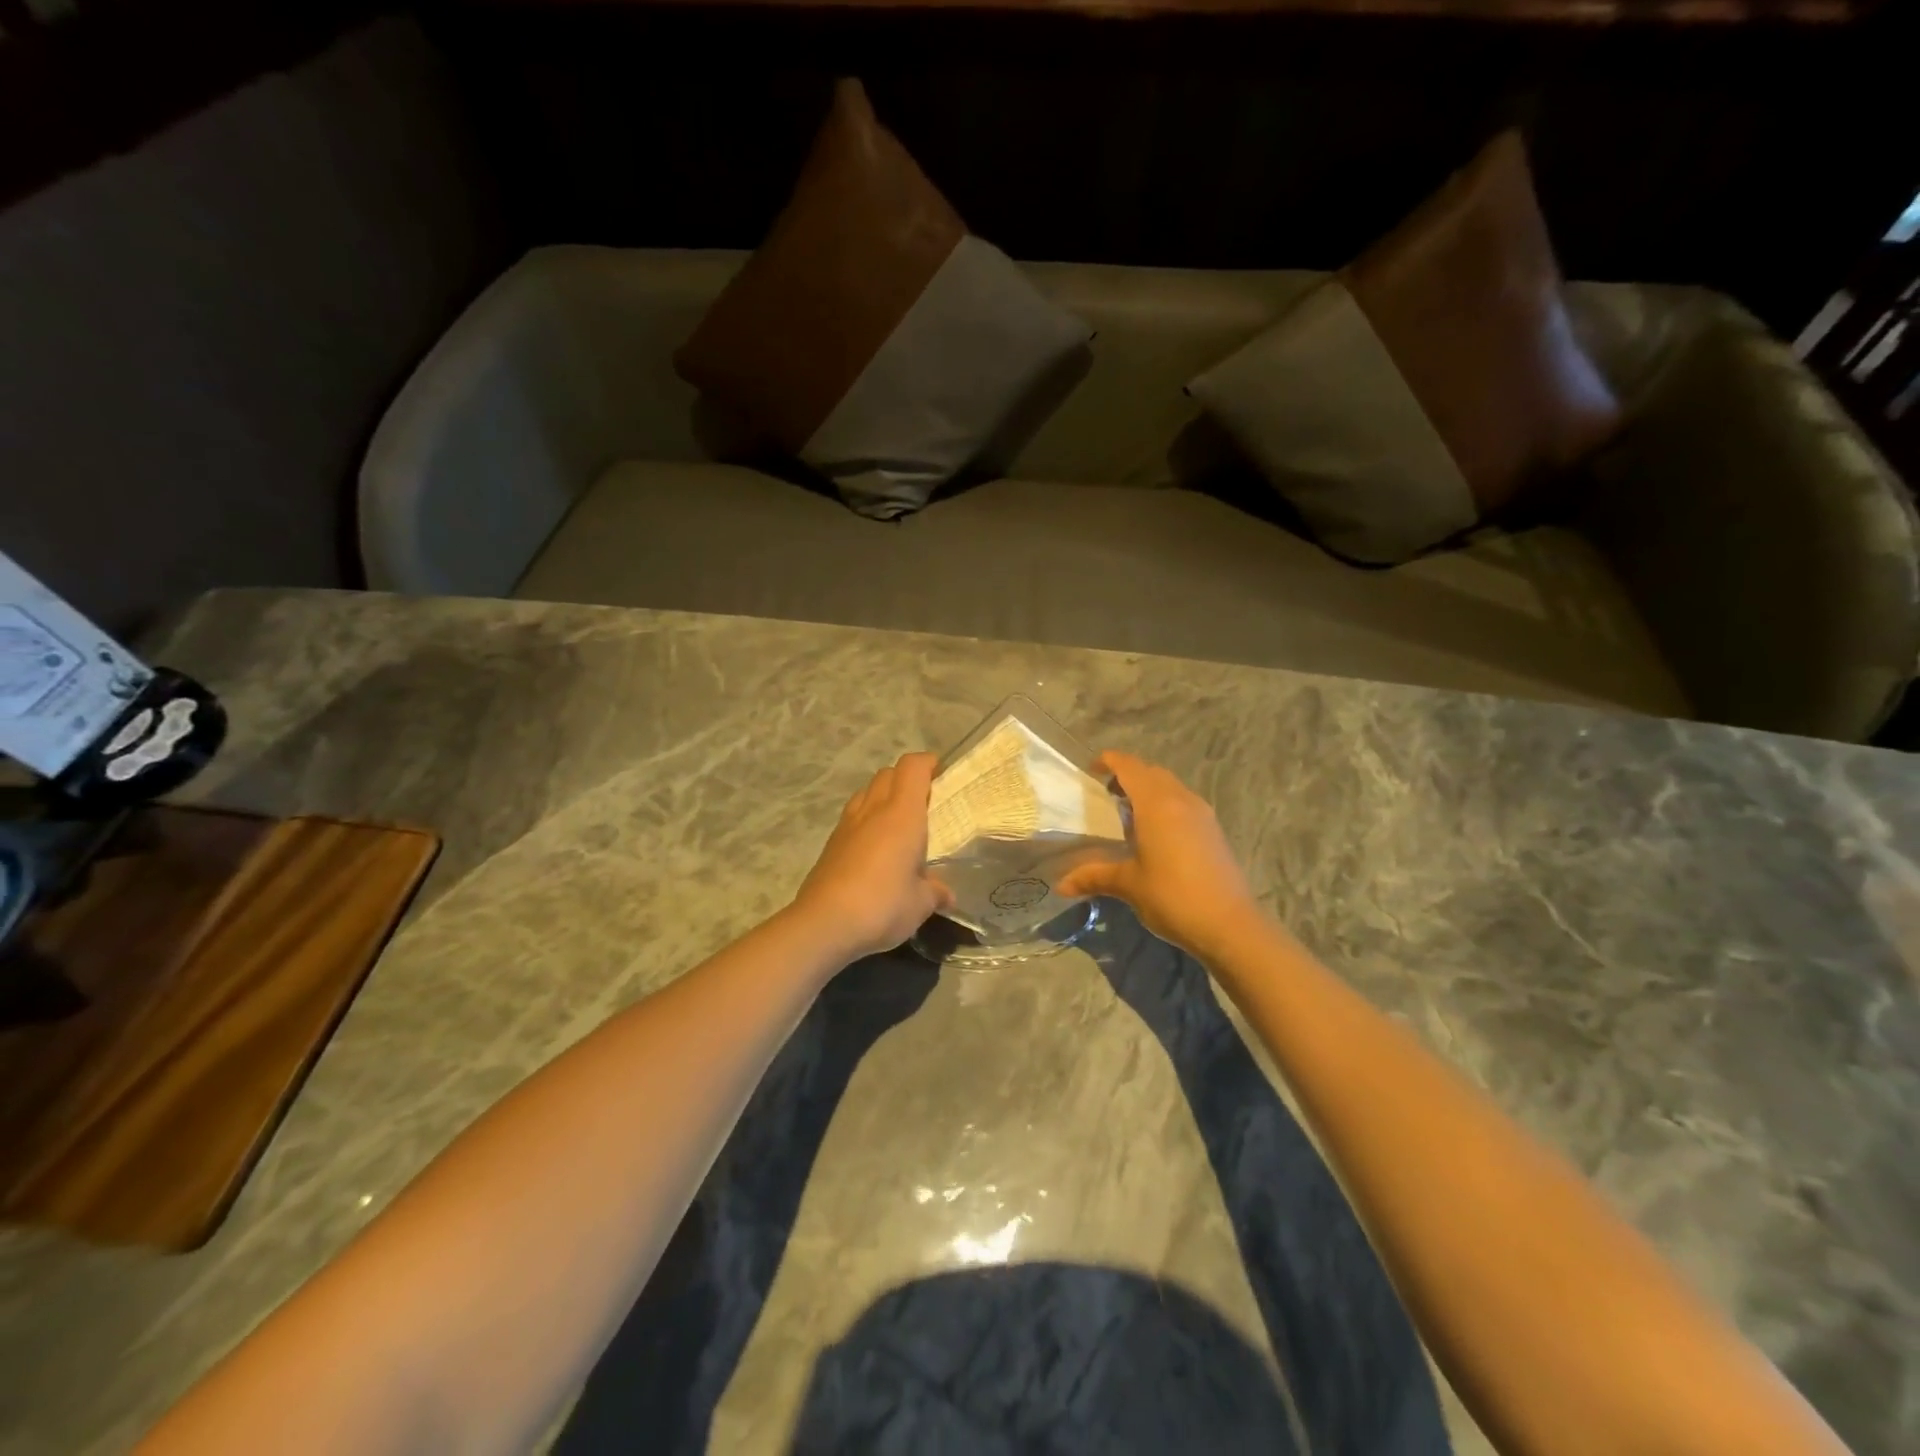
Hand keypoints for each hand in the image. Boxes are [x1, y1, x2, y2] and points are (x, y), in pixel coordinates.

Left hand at [791, 753, 953, 961]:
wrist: (824, 924)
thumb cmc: (882, 905)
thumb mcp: (920, 904)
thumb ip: (935, 892)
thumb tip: (946, 894)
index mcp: (902, 814)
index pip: (912, 767)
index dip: (928, 763)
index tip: (942, 775)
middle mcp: (873, 810)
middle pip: (888, 773)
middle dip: (907, 779)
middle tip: (925, 802)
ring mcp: (847, 825)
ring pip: (866, 792)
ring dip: (883, 796)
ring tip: (899, 823)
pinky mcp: (830, 844)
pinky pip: (853, 817)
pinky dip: (867, 820)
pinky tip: (875, 848)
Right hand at [1055, 751, 1260, 955]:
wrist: (1230, 925)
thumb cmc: (1173, 896)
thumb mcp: (1128, 885)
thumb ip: (1094, 876)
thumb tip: (1061, 885)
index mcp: (1156, 804)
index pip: (1130, 767)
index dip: (1109, 761)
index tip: (1091, 769)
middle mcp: (1181, 800)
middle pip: (1151, 772)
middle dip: (1128, 775)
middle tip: (1106, 793)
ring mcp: (1202, 814)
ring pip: (1171, 786)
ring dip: (1149, 789)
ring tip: (1128, 813)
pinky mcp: (1213, 830)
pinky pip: (1183, 802)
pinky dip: (1165, 804)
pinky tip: (1154, 833)